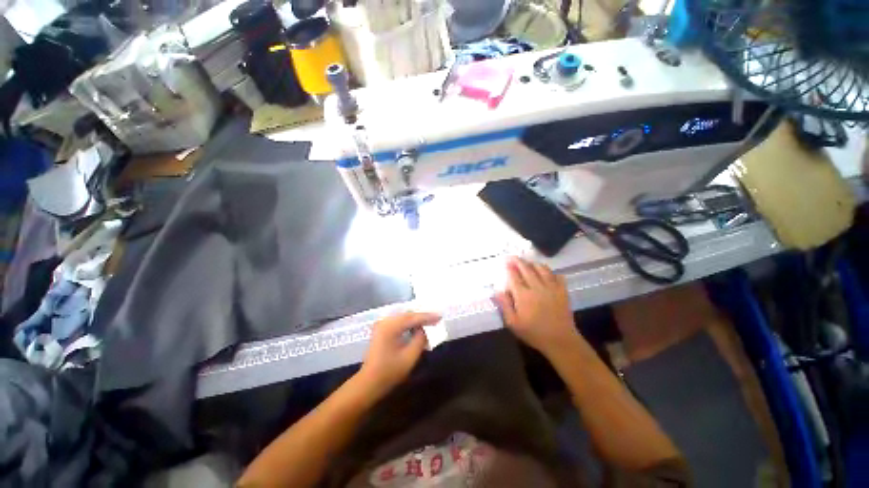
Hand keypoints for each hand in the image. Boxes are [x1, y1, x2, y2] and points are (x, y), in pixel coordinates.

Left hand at [357, 312, 439, 397]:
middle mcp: (385, 321)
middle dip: (422, 317)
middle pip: (408, 314)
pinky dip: (408, 323)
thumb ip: (420, 339)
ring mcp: (382, 324)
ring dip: (415, 320)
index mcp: (391, 326)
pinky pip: (398, 321)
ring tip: (429, 323)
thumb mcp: (410, 357)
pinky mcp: (381, 329)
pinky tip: (416, 328)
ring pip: (403, 317)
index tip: (440, 316)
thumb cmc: (389, 372)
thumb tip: (425, 330)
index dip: (428, 317)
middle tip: (436, 319)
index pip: (413, 317)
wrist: (368, 382)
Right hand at [495, 257, 586, 358]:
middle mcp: (537, 287)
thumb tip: (497, 290)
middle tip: (514, 257)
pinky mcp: (562, 291)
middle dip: (519, 261)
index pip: (514, 276)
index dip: (509, 268)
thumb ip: (505, 305)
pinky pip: (558, 276)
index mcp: (523, 295)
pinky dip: (551, 272)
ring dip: (534, 264)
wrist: (560, 341)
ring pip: (542, 269)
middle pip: (527, 269)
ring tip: (529, 263)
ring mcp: (551, 288)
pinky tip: (547, 274)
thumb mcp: (513, 323)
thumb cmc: (534, 333)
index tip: (506, 261)